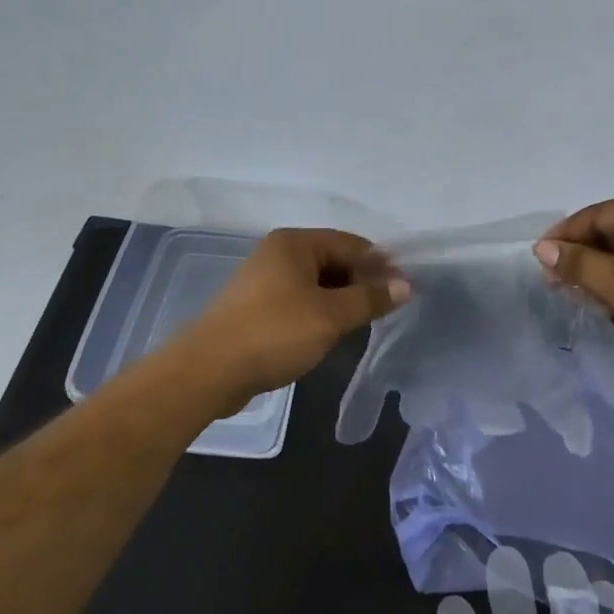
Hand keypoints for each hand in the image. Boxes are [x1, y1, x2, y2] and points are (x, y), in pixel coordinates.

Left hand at [174, 228, 408, 399]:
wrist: (209, 370)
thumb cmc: (275, 332)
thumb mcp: (331, 315)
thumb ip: (369, 298)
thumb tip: (404, 285)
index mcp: (295, 243)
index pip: (351, 243)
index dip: (380, 263)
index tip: (404, 288)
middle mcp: (278, 253)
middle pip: (333, 260)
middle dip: (360, 282)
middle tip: (386, 308)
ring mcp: (264, 280)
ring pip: (316, 283)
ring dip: (341, 299)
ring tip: (362, 322)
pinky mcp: (256, 307)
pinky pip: (298, 300)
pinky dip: (319, 311)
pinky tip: (330, 332)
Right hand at [534, 191, 613, 381]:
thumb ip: (580, 264)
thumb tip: (542, 248)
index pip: (597, 214)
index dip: (565, 236)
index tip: (538, 262)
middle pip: (611, 232)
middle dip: (581, 257)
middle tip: (553, 284)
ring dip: (599, 273)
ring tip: (574, 296)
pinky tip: (603, 303)